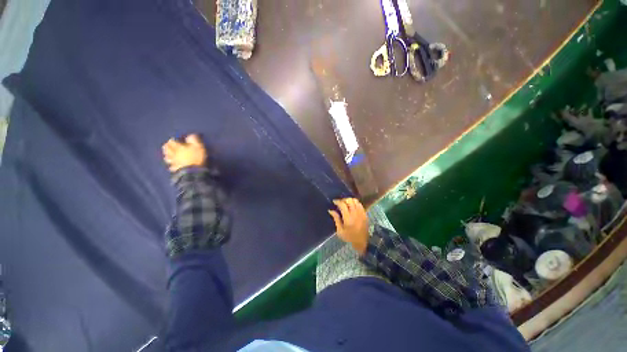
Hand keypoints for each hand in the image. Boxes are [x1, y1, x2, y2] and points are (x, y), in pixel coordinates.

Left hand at [162, 134, 206, 171]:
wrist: (193, 171)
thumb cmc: (196, 157)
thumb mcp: (198, 146)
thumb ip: (194, 140)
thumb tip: (190, 135)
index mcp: (178, 147)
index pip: (172, 141)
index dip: (173, 139)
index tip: (176, 138)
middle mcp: (173, 153)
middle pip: (167, 149)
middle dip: (167, 146)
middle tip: (169, 145)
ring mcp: (174, 162)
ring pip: (167, 157)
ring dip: (167, 155)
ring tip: (169, 154)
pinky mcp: (176, 169)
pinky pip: (171, 166)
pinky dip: (171, 165)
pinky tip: (172, 165)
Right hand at [328, 198, 368, 254]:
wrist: (362, 241)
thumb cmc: (349, 237)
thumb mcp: (340, 230)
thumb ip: (336, 219)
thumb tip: (331, 210)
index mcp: (348, 218)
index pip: (343, 205)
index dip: (337, 201)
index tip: (334, 201)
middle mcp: (355, 214)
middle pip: (349, 200)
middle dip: (343, 200)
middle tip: (339, 202)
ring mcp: (361, 213)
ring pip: (355, 200)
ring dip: (349, 200)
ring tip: (345, 203)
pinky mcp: (365, 213)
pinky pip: (359, 204)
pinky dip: (355, 203)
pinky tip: (351, 206)